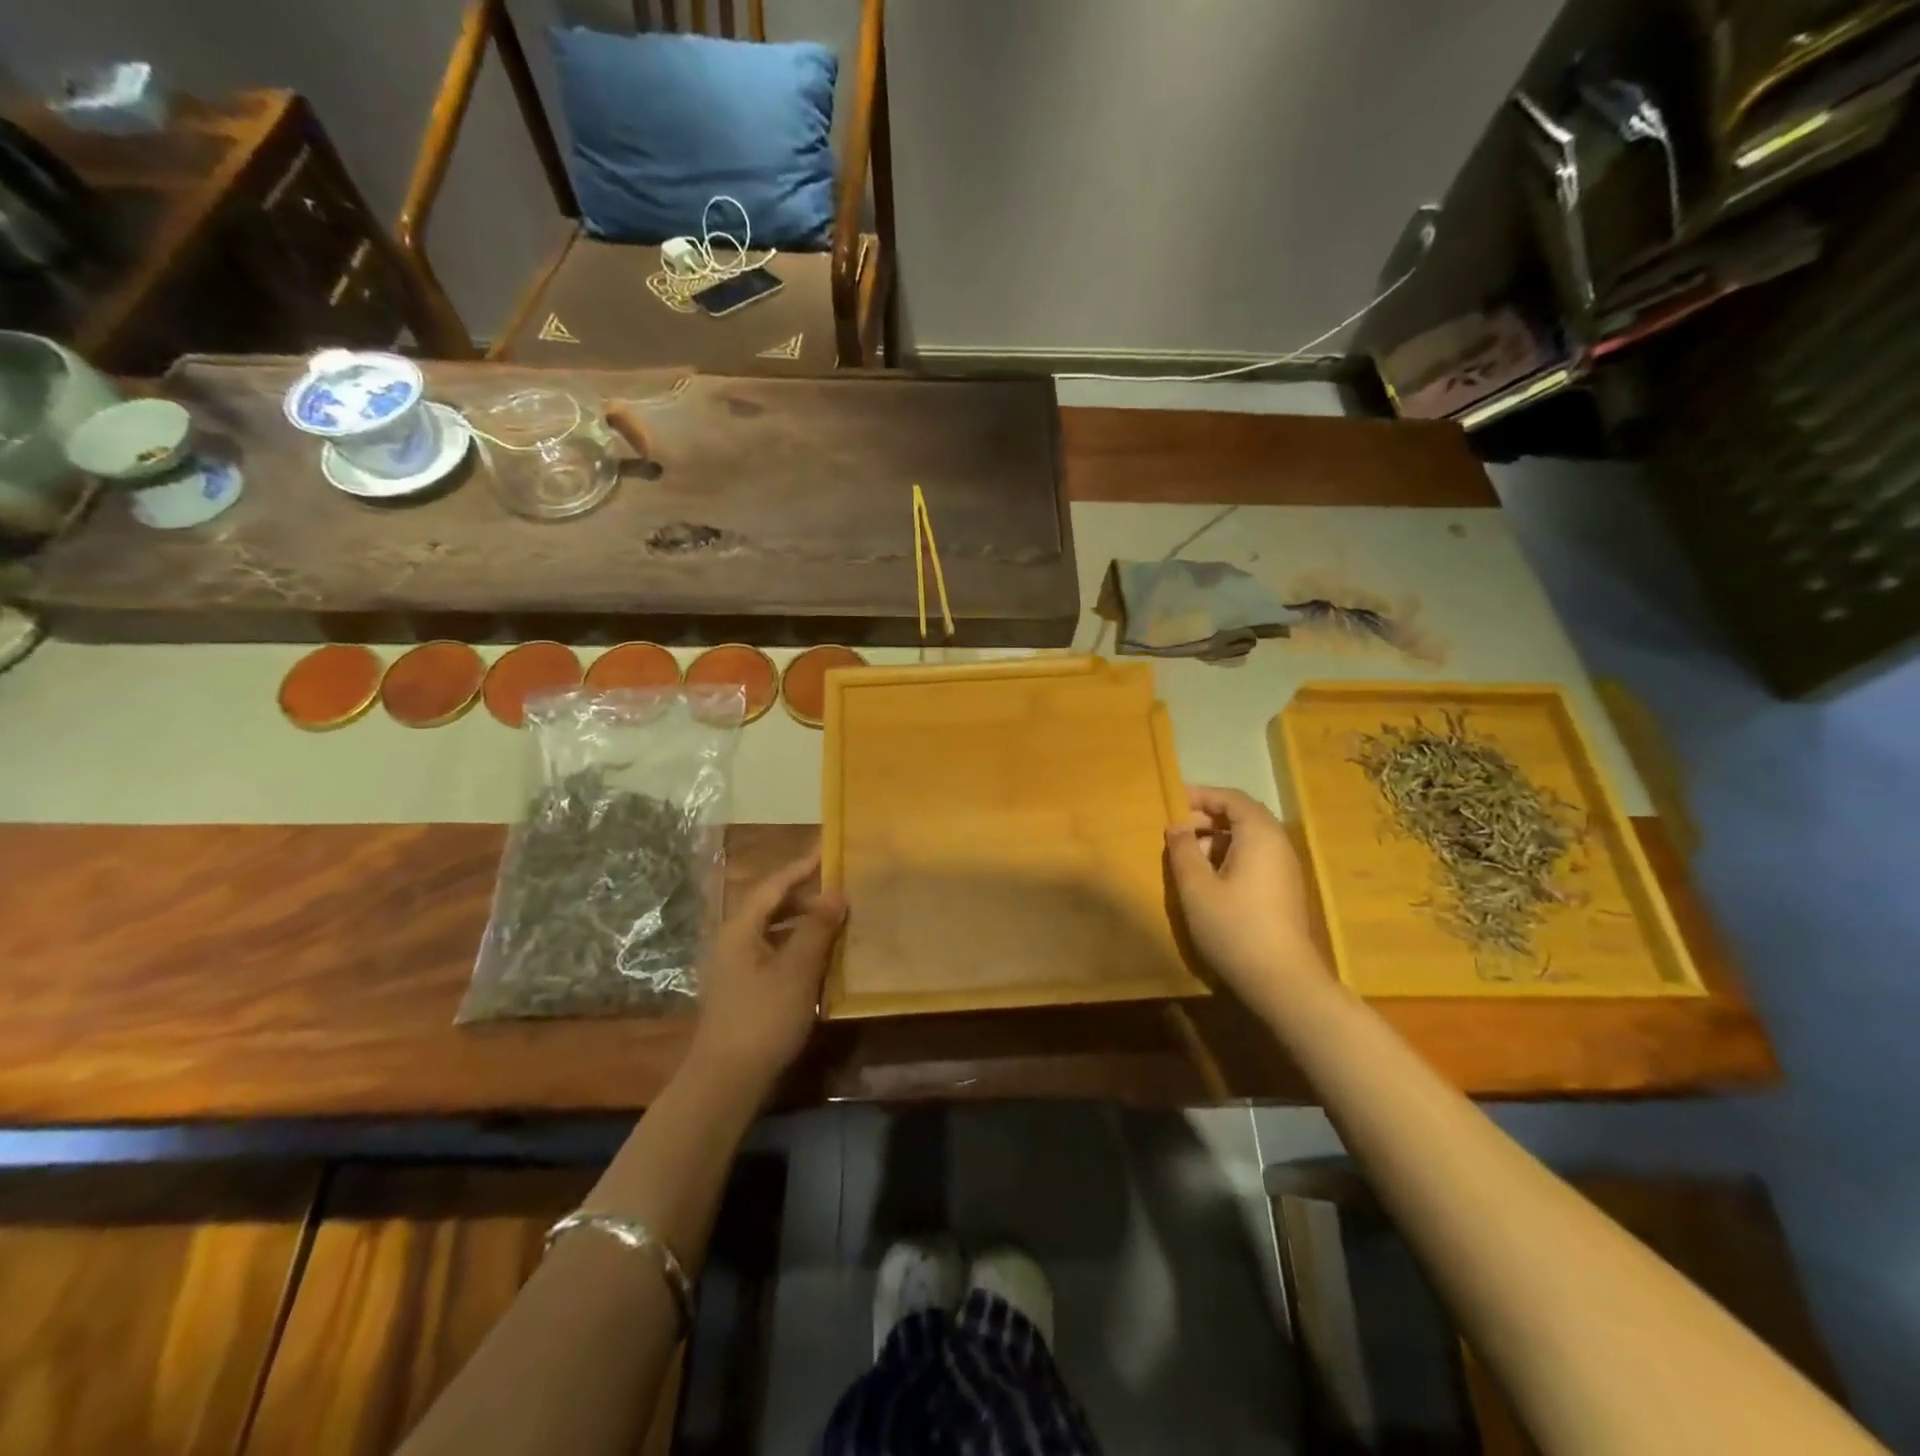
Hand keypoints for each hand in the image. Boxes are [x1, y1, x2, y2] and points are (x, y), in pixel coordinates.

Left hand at [688, 849, 845, 1092]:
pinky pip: (774, 954)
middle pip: (771, 906)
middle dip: (805, 895)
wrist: (726, 1082)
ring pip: (774, 932)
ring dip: (803, 923)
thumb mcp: (797, 970)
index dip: (801, 867)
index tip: (827, 850)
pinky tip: (820, 959)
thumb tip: (836, 891)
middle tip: (840, 886)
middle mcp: (734, 941)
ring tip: (836, 919)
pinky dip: (797, 948)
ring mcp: (736, 968)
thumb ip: (817, 928)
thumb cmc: (763, 1018)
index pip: (774, 885)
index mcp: (741, 928)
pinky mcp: (743, 991)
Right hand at [1165, 785, 1319, 1005]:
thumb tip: (1177, 826)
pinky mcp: (1284, 890)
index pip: (1231, 798)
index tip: (1172, 801)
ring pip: (1248, 839)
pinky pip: (1254, 858)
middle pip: (1242, 816)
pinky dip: (1229, 857)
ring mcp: (1284, 868)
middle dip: (1207, 817)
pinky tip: (1208, 880)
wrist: (1282, 980)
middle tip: (1175, 829)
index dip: (1201, 795)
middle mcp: (1278, 844)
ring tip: (1186, 855)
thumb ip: (1183, 850)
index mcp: (1259, 834)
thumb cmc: (1234, 926)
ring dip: (1216, 839)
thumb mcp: (1196, 887)